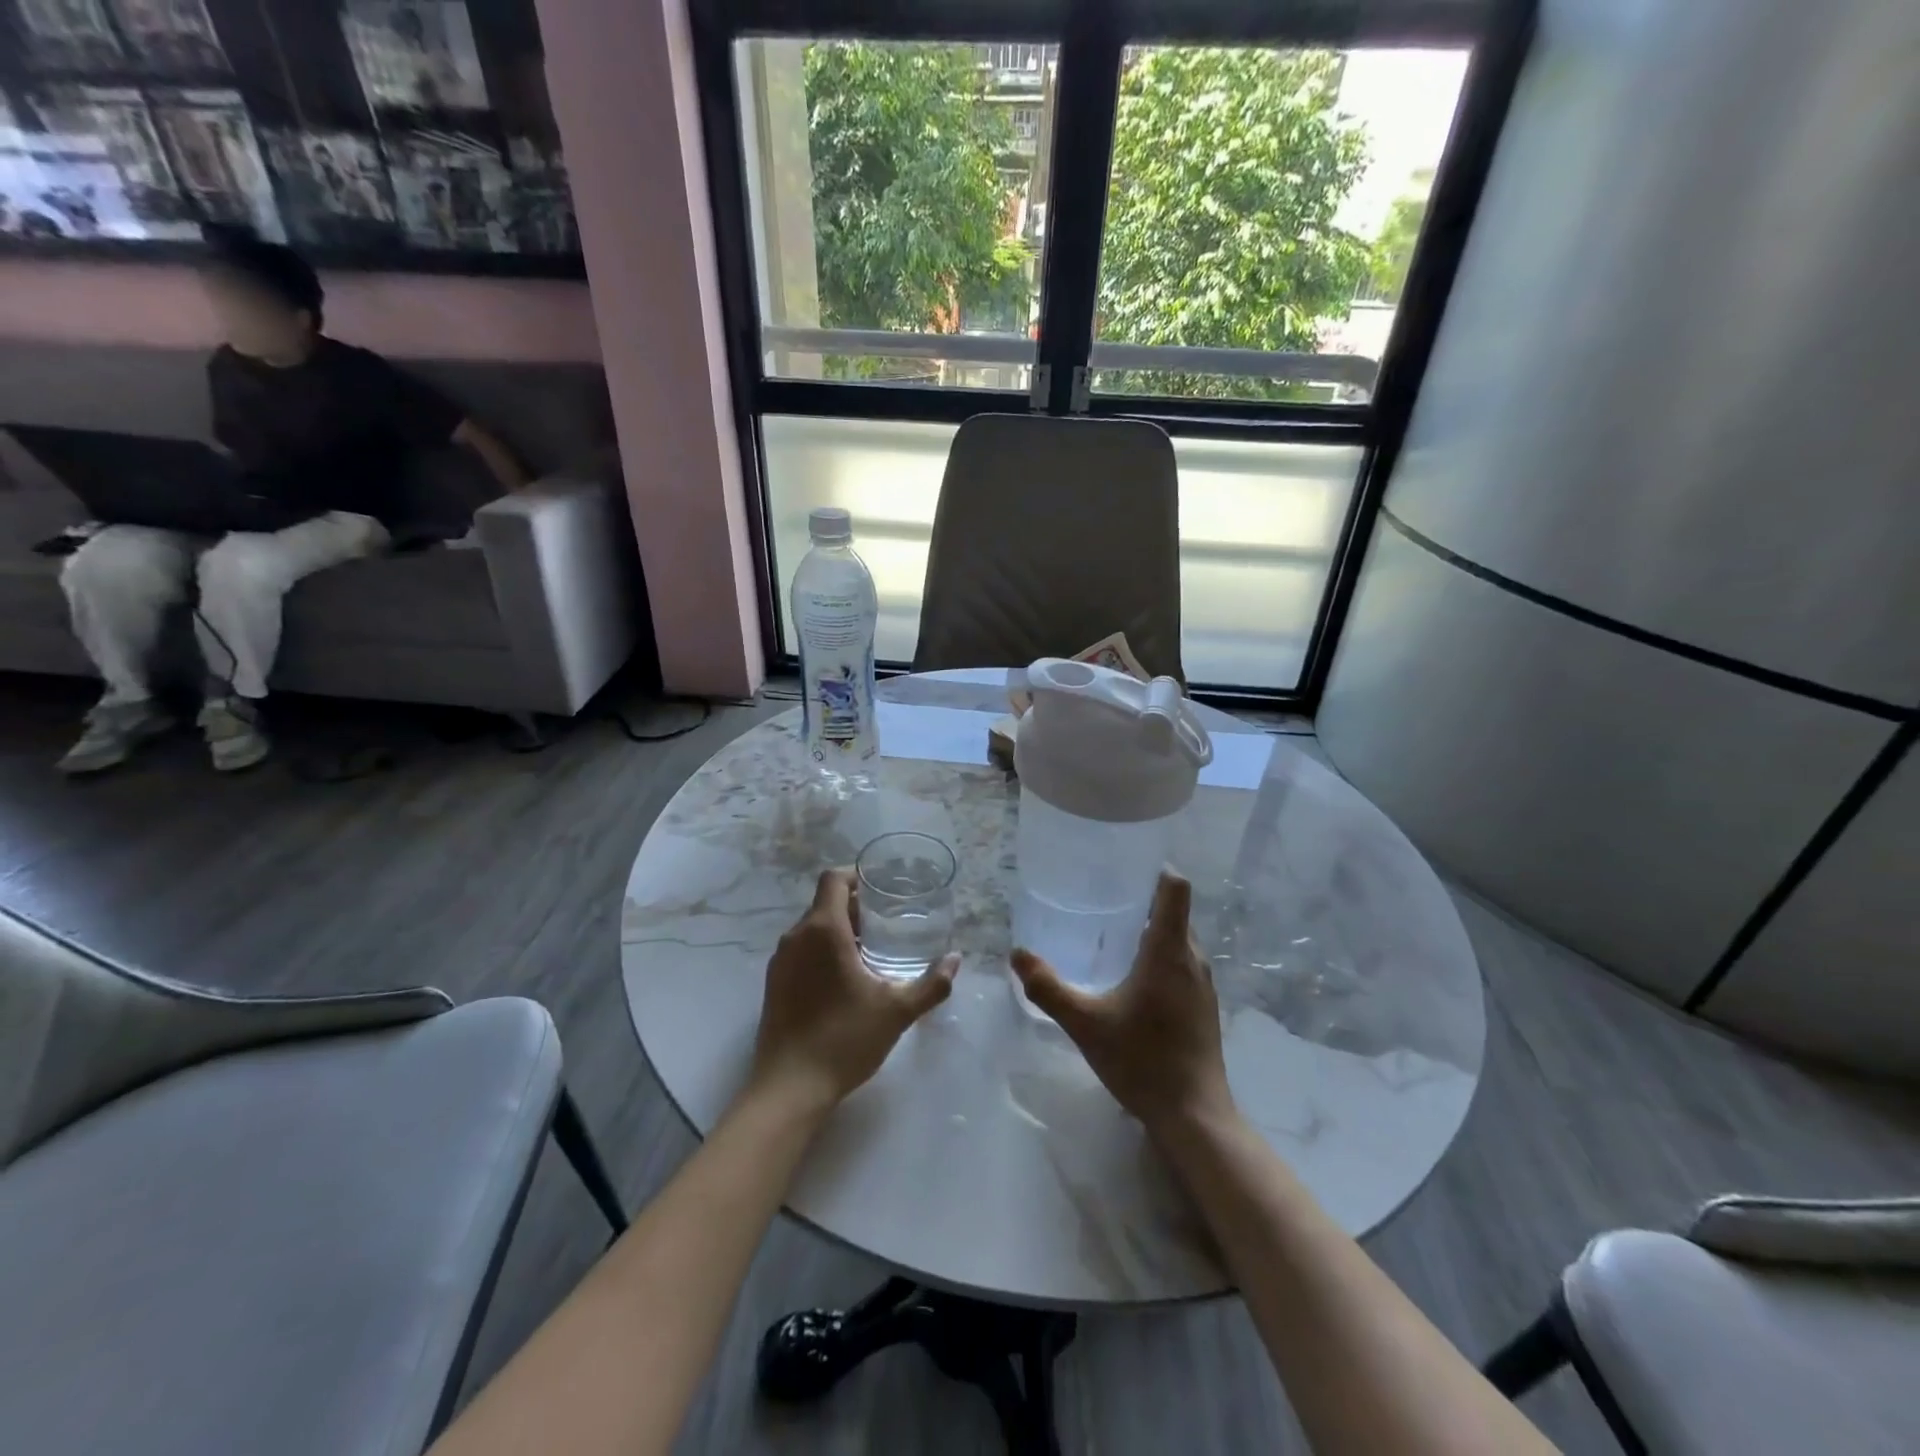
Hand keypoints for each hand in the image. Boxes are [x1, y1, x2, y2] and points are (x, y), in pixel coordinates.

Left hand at [748, 868, 958, 1112]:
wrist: (789, 1087)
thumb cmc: (844, 1039)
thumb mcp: (897, 1011)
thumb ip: (931, 984)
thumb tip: (956, 960)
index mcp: (823, 930)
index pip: (833, 879)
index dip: (856, 876)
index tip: (881, 889)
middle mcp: (796, 936)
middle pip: (824, 903)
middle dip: (855, 907)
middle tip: (886, 924)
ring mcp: (780, 960)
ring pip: (811, 928)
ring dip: (839, 930)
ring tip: (870, 952)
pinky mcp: (773, 983)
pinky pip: (800, 950)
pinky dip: (822, 951)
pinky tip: (844, 980)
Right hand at [1012, 871, 1234, 1136]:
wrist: (1194, 1116)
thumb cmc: (1143, 1060)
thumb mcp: (1085, 1023)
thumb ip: (1048, 987)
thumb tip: (1017, 954)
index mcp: (1169, 951)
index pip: (1174, 888)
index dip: (1153, 869)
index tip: (1123, 865)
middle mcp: (1193, 959)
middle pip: (1173, 911)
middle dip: (1141, 900)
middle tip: (1100, 898)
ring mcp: (1203, 984)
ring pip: (1178, 940)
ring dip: (1149, 930)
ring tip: (1109, 934)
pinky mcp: (1203, 1006)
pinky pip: (1181, 963)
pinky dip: (1158, 956)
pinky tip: (1129, 978)